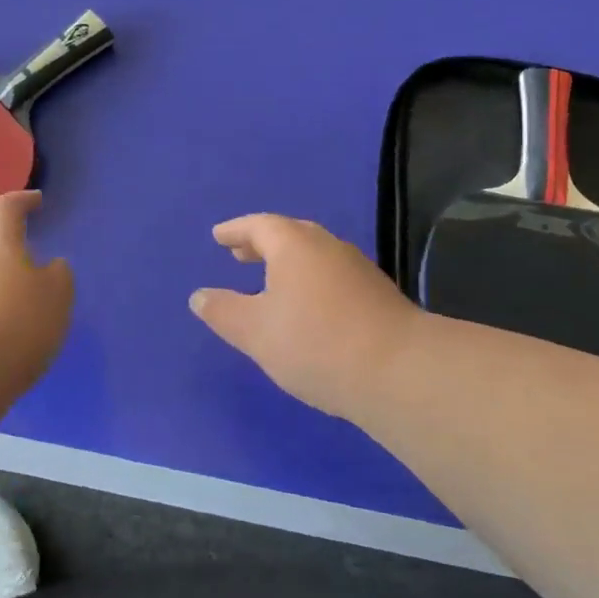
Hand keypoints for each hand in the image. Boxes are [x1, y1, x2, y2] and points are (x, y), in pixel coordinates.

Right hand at [191, 214, 422, 420]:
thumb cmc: (315, 342)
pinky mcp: (377, 295)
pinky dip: (310, 281)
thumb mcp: (255, 331)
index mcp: (294, 245)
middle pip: (290, 235)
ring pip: (314, 256)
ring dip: (288, 263)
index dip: (236, 231)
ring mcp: (357, 269)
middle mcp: (327, 247)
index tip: (219, 236)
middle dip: (262, 244)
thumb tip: (199, 296)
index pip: (259, 226)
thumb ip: (223, 311)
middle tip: (240, 254)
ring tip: (270, 282)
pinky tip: (307, 308)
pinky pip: (331, 275)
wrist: (399, 371)